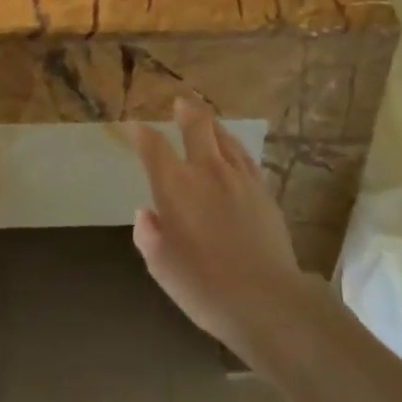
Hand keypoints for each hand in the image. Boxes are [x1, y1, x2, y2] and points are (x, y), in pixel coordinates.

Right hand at [130, 100, 309, 358]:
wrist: (265, 299)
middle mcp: (206, 171)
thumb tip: (147, 213)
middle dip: (186, 111)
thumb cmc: (203, 286)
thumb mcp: (161, 267)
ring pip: (224, 137)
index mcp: (175, 186)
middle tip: (180, 102)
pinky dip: (233, 146)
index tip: (136, 127)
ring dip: (211, 124)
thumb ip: (149, 235)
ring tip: (206, 118)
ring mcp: (239, 177)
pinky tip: (233, 150)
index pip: (155, 148)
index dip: (143, 134)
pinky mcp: (263, 190)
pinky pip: (244, 156)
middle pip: (196, 127)